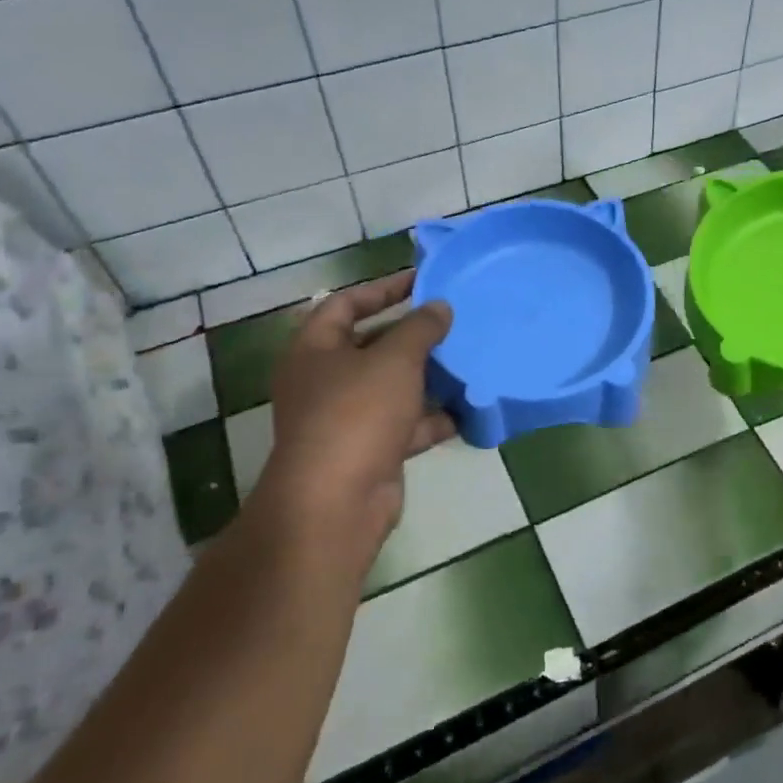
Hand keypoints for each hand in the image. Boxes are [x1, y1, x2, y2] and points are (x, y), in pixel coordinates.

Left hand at [246, 270, 453, 587]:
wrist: (337, 502)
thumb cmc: (357, 414)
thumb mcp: (394, 360)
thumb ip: (420, 328)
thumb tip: (439, 307)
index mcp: (315, 349)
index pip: (345, 303)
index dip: (382, 288)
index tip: (422, 280)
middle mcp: (325, 380)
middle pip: (371, 345)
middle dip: (412, 334)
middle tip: (453, 320)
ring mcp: (346, 418)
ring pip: (392, 386)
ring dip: (427, 376)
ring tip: (467, 359)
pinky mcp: (369, 450)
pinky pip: (405, 424)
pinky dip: (432, 418)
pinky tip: (467, 410)